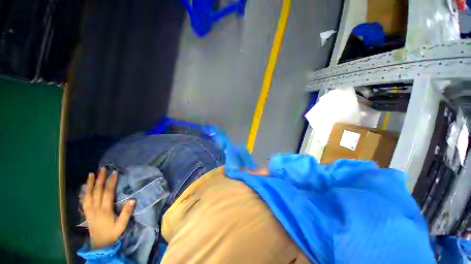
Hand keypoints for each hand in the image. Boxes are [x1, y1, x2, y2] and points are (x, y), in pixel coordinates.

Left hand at [82, 167, 135, 248]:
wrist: (99, 244)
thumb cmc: (112, 233)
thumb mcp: (122, 225)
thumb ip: (127, 212)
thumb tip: (133, 199)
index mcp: (105, 210)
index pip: (108, 193)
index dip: (111, 182)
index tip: (114, 173)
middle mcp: (95, 208)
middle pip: (97, 191)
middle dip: (100, 179)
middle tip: (102, 169)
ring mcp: (89, 210)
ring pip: (88, 194)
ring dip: (90, 183)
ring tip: (91, 173)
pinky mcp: (86, 212)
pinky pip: (84, 199)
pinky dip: (84, 191)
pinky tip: (85, 186)